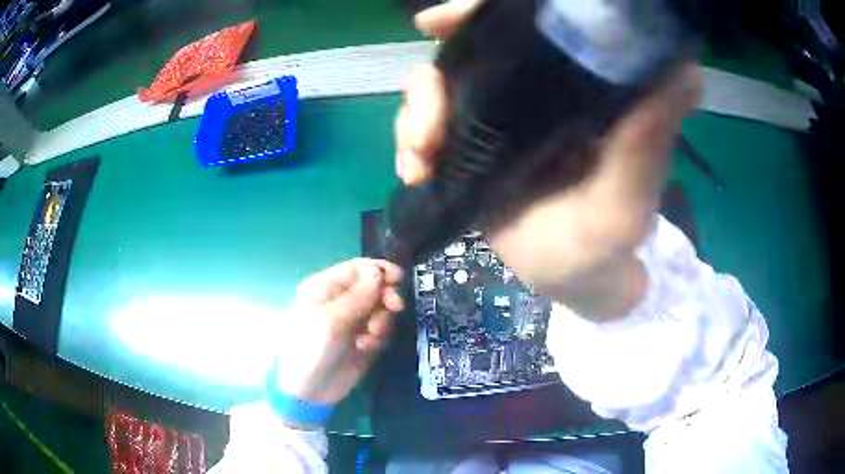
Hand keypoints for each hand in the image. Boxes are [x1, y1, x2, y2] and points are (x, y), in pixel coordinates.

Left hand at [274, 259, 403, 406]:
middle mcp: (339, 301)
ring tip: (370, 338)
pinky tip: (367, 348)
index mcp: (324, 288)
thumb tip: (378, 272)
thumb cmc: (311, 349)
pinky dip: (379, 337)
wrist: (309, 391)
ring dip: (382, 321)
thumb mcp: (331, 320)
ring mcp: (352, 322)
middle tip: (395, 308)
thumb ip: (358, 296)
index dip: (379, 270)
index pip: (357, 268)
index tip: (399, 279)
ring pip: (380, 309)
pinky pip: (381, 330)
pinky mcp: (363, 340)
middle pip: (373, 287)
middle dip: (385, 296)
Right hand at [396, 0, 702, 319]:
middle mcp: (536, 92)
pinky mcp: (475, 146)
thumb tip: (686, 69)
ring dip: (415, 116)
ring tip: (420, 160)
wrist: (573, 280)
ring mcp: (499, 118)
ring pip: (438, 88)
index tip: (441, 22)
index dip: (480, 15)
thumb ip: (649, 140)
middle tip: (426, 127)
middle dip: (432, 80)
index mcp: (576, 89)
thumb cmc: (607, 246)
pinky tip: (416, 172)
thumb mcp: (629, 199)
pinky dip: (411, 142)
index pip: (525, 30)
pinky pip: (428, 127)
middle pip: (466, 55)